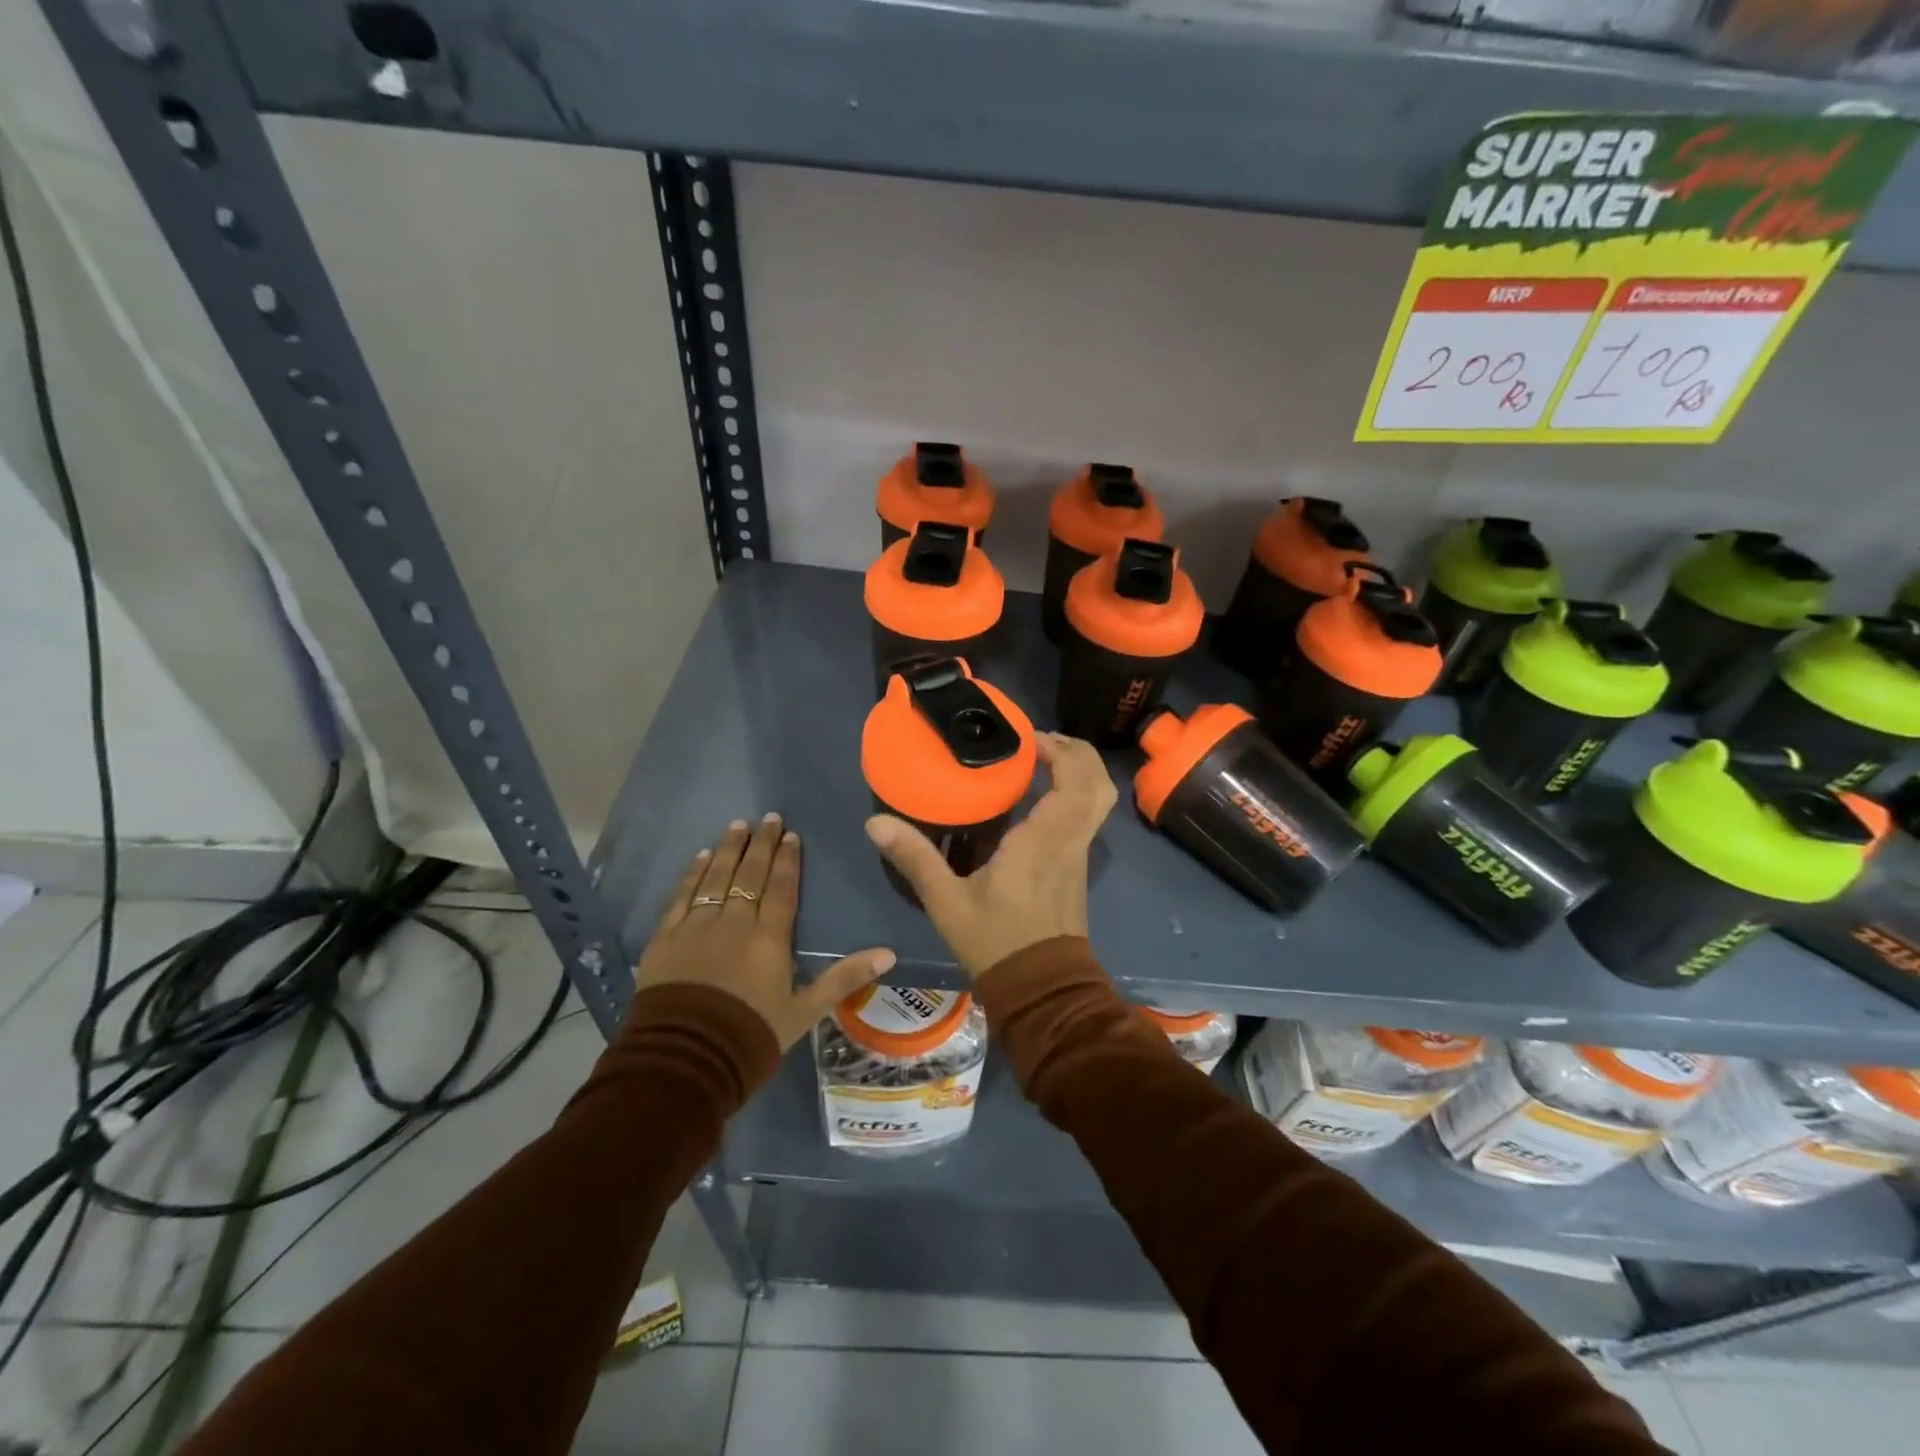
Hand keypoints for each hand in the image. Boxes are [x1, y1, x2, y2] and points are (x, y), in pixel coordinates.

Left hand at [636, 814, 895, 1049]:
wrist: (685, 1061)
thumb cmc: (751, 1036)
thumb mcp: (805, 1011)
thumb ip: (844, 978)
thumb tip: (889, 953)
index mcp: (770, 938)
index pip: (782, 888)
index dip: (788, 860)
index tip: (791, 835)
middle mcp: (734, 922)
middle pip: (751, 874)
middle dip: (762, 844)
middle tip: (768, 818)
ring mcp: (697, 926)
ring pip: (716, 877)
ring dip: (729, 849)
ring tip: (738, 825)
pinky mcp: (665, 938)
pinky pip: (681, 896)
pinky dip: (693, 874)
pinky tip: (700, 857)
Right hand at [865, 733, 1116, 978]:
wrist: (1041, 991)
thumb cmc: (997, 942)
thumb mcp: (947, 902)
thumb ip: (915, 858)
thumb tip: (875, 823)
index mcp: (1045, 840)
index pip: (1075, 780)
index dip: (1060, 750)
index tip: (1027, 740)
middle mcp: (1070, 841)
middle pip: (1098, 784)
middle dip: (1077, 753)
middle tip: (1039, 744)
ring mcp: (1078, 856)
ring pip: (1098, 801)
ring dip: (1078, 773)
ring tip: (1040, 762)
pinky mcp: (1076, 869)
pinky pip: (1086, 818)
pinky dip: (1073, 795)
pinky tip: (1036, 801)